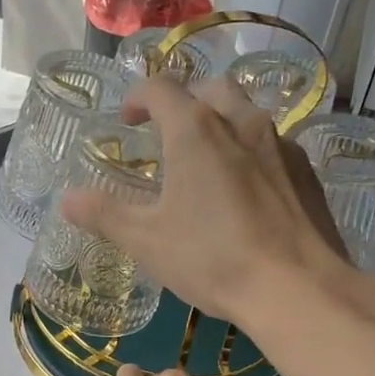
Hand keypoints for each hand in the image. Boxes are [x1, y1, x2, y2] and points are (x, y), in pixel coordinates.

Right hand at [61, 77, 350, 324]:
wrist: (297, 288)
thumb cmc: (212, 258)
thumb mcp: (146, 241)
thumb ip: (104, 214)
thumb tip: (68, 199)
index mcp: (195, 130)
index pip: (160, 88)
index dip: (138, 96)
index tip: (128, 119)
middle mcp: (241, 122)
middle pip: (210, 88)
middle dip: (185, 101)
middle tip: (169, 133)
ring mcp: (281, 144)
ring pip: (247, 113)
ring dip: (223, 122)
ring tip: (209, 158)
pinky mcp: (307, 172)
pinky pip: (274, 144)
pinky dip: (253, 151)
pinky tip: (248, 188)